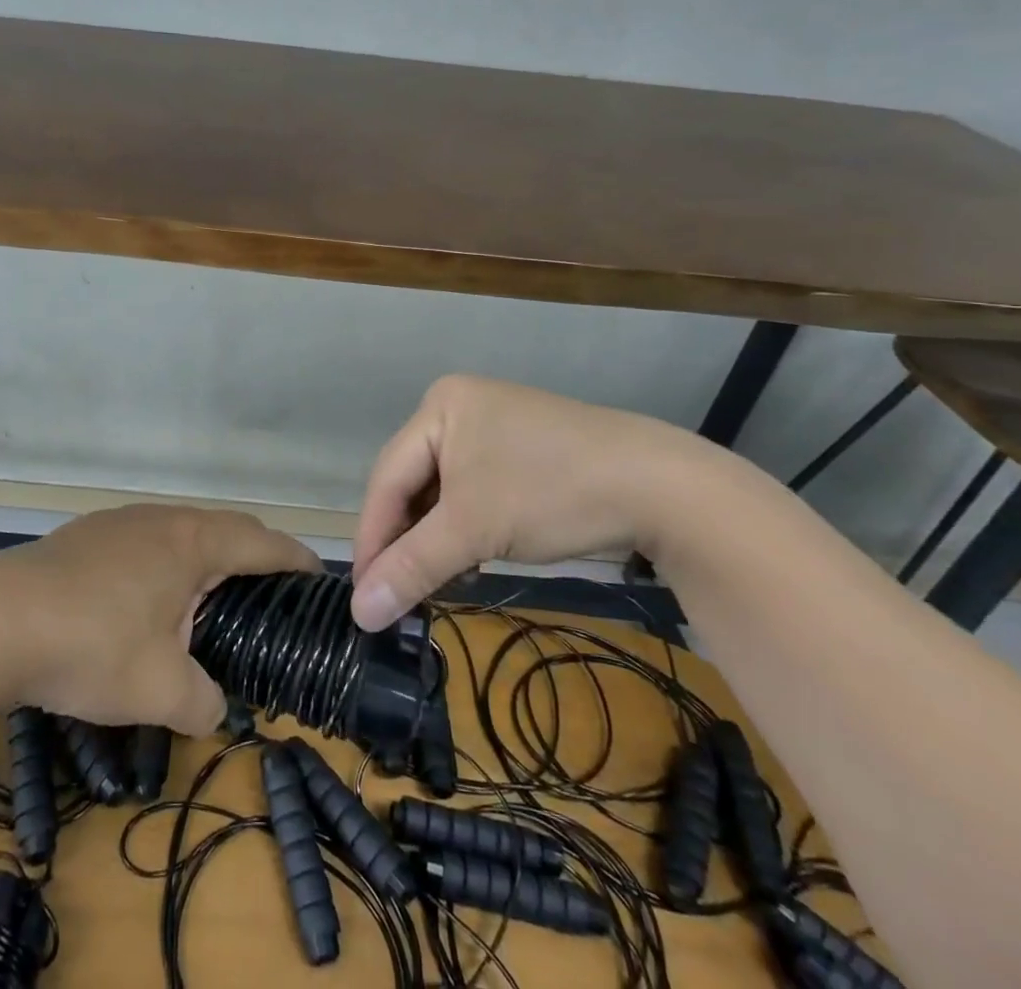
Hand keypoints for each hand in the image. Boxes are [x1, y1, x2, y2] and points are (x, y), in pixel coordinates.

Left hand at [0, 504, 320, 734]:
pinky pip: (146, 540)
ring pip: (181, 531)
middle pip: (224, 528)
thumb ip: (204, 703)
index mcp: (193, 543)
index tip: (318, 576)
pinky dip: (166, 562)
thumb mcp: (160, 690)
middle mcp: (162, 519)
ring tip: (212, 596)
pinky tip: (147, 599)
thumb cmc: (92, 646)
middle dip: (254, 555)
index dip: (294, 557)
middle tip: (272, 592)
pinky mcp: (87, 535)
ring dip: (206, 557)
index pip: (261, 542)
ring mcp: (121, 521)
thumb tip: (215, 708)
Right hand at [350, 375, 721, 629]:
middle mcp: (460, 408)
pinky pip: (474, 491)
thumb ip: (411, 567)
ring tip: (434, 582)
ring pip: (444, 491)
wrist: (661, 486)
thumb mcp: (473, 530)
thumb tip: (359, 613)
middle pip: (414, 482)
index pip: (387, 477)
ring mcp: (495, 426)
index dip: (373, 537)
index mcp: (439, 406)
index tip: (363, 594)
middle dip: (407, 539)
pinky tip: (470, 560)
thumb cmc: (551, 491)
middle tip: (396, 593)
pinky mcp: (523, 451)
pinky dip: (466, 528)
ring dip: (436, 538)